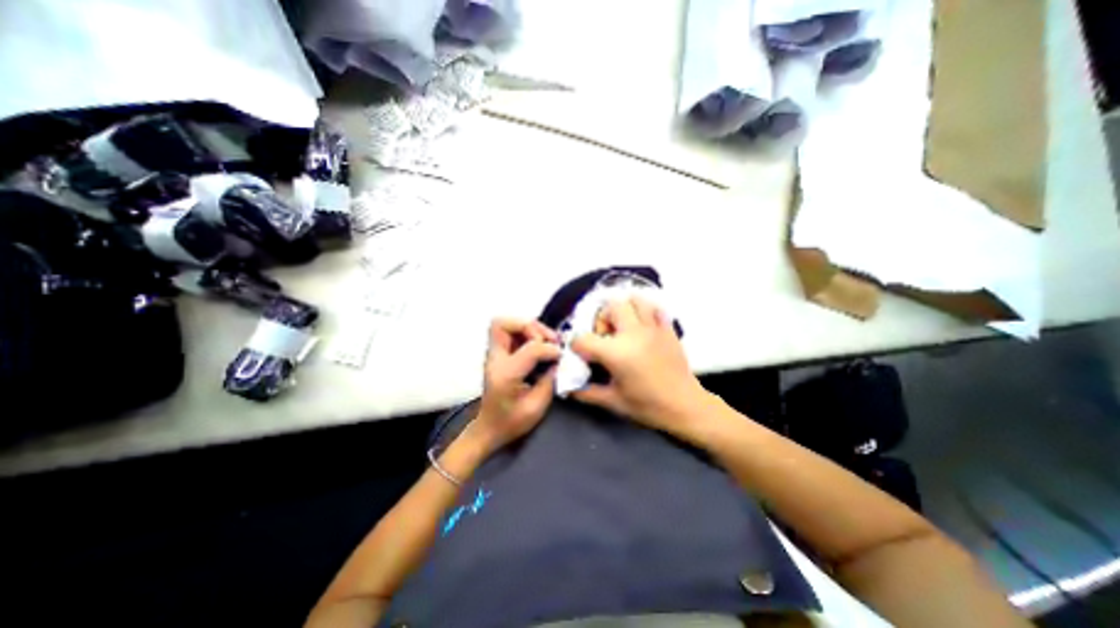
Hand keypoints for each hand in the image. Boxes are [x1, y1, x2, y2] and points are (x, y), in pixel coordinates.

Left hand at [468, 320, 559, 450]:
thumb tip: (559, 360)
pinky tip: (538, 344)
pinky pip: (509, 332)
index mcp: (505, 375)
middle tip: (548, 340)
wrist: (488, 429)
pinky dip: (525, 332)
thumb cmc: (511, 423)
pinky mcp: (497, 354)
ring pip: (504, 324)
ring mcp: (493, 355)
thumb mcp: (536, 407)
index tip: (560, 355)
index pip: (529, 349)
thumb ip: (550, 381)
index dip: (549, 349)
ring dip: (528, 327)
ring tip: (545, 340)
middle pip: (502, 324)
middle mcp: (495, 360)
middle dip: (530, 326)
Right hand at [569, 297, 706, 436]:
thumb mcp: (613, 402)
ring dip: (624, 309)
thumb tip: (568, 388)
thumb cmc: (647, 406)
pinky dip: (645, 311)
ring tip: (623, 326)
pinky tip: (642, 326)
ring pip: (634, 300)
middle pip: (610, 306)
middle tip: (605, 336)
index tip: (582, 355)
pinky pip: (655, 308)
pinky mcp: (667, 328)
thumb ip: (586, 393)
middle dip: (601, 318)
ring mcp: (653, 328)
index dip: (576, 346)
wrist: (685, 406)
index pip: (584, 338)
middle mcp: (633, 333)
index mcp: (616, 353)